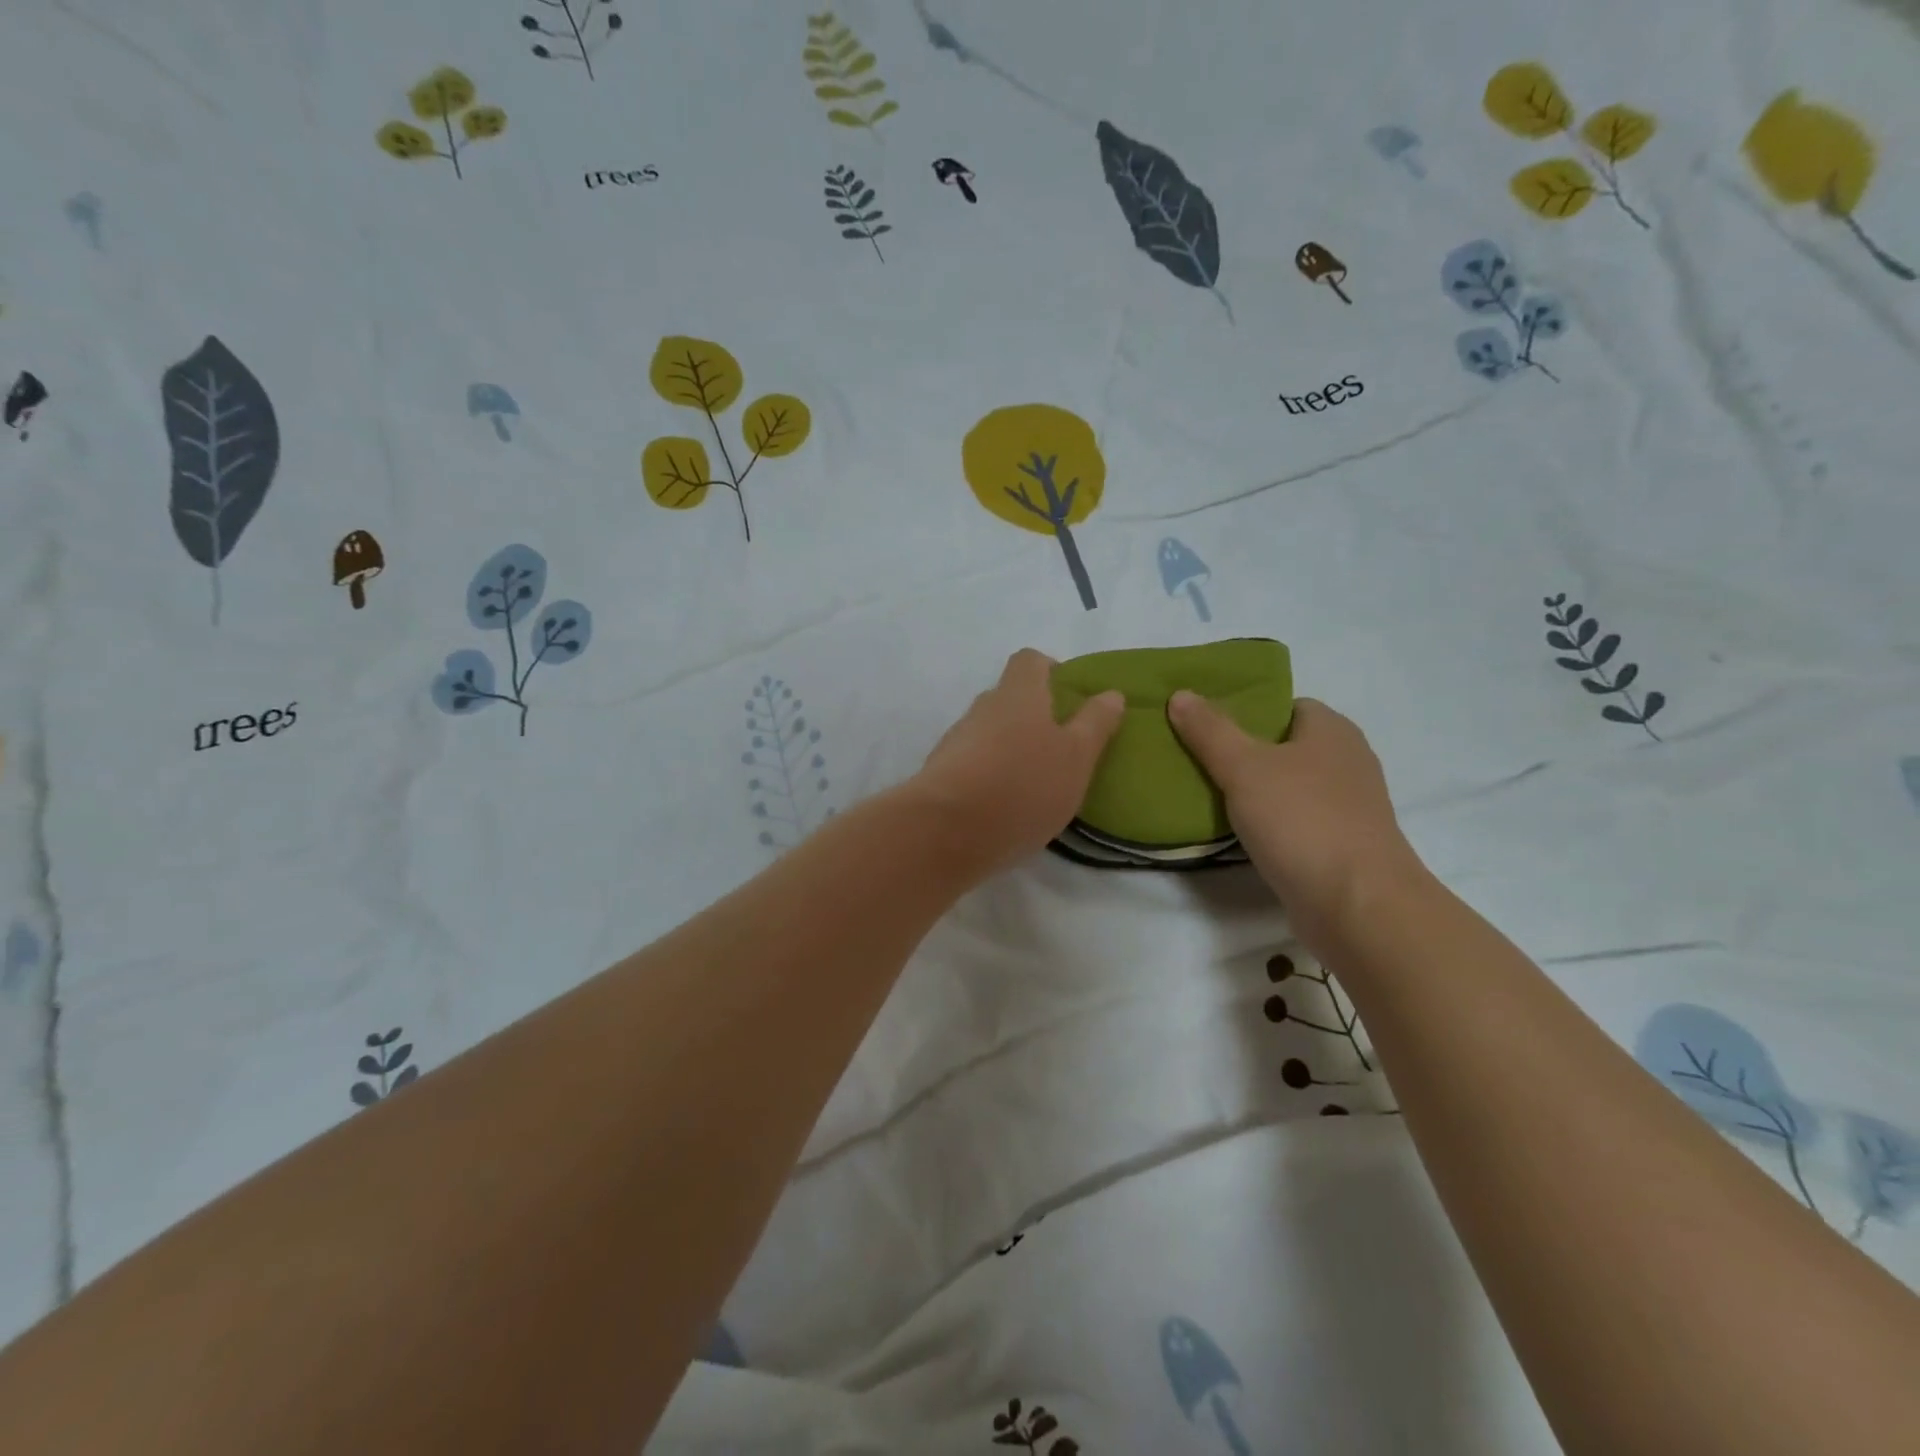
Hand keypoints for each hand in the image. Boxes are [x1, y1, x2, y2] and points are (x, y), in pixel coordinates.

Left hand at [911, 649, 1124, 877]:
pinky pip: (974, 764)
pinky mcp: (941, 775)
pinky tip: (1008, 807)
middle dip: (1035, 717)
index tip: (1071, 699)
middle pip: (1010, 699)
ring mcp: (956, 741)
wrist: (945, 831)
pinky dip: (992, 776)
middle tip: (1062, 749)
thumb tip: (1110, 693)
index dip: (1051, 671)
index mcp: (1017, 693)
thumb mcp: (1077, 756)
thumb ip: (1095, 724)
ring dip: (1012, 750)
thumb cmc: (1023, 785)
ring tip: (1037, 784)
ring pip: (991, 734)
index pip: (1030, 661)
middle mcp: (982, 708)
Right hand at [1167, 693, 1424, 942]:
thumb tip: (1181, 694)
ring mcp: (1348, 808)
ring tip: (1206, 797)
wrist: (1357, 905)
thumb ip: (1210, 731)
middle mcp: (1347, 762)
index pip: (1285, 706)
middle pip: (1284, 747)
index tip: (1205, 726)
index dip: (1246, 711)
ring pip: (1289, 787)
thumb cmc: (1302, 821)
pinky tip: (1237, 834)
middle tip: (1196, 760)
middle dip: (1243, 753)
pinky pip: (1295, 822)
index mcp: (1332, 730)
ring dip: (1254, 793)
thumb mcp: (1243, 767)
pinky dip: (1269, 825)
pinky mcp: (1342, 846)